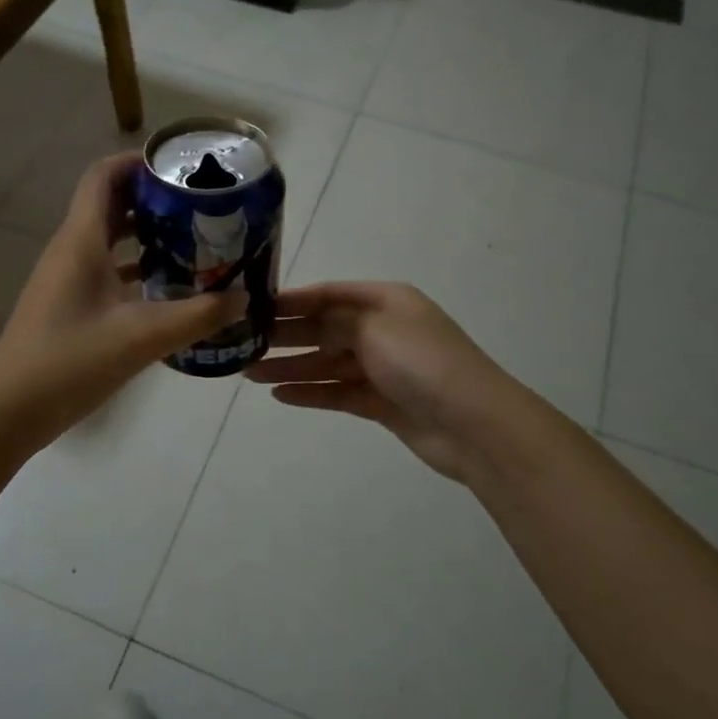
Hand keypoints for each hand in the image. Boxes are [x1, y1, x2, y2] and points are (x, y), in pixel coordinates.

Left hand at [0, 154, 243, 443]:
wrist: (10, 409)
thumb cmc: (70, 361)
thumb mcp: (141, 337)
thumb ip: (197, 316)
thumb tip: (243, 298)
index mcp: (82, 241)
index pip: (104, 176)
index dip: (138, 162)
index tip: (181, 168)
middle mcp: (72, 251)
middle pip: (111, 205)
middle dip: (153, 199)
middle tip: (200, 207)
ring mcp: (67, 280)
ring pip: (109, 240)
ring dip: (147, 236)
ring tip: (193, 243)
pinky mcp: (69, 306)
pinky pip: (106, 271)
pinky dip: (136, 270)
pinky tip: (168, 291)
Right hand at [245, 282, 519, 482]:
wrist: (473, 424)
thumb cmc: (421, 362)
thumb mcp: (374, 327)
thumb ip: (335, 321)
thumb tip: (311, 322)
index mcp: (385, 301)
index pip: (330, 294)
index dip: (293, 300)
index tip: (255, 307)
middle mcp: (383, 330)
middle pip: (325, 329)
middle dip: (287, 336)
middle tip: (244, 343)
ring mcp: (383, 368)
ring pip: (328, 363)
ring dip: (291, 367)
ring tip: (251, 373)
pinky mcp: (382, 402)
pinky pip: (338, 392)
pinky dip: (311, 392)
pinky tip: (280, 395)